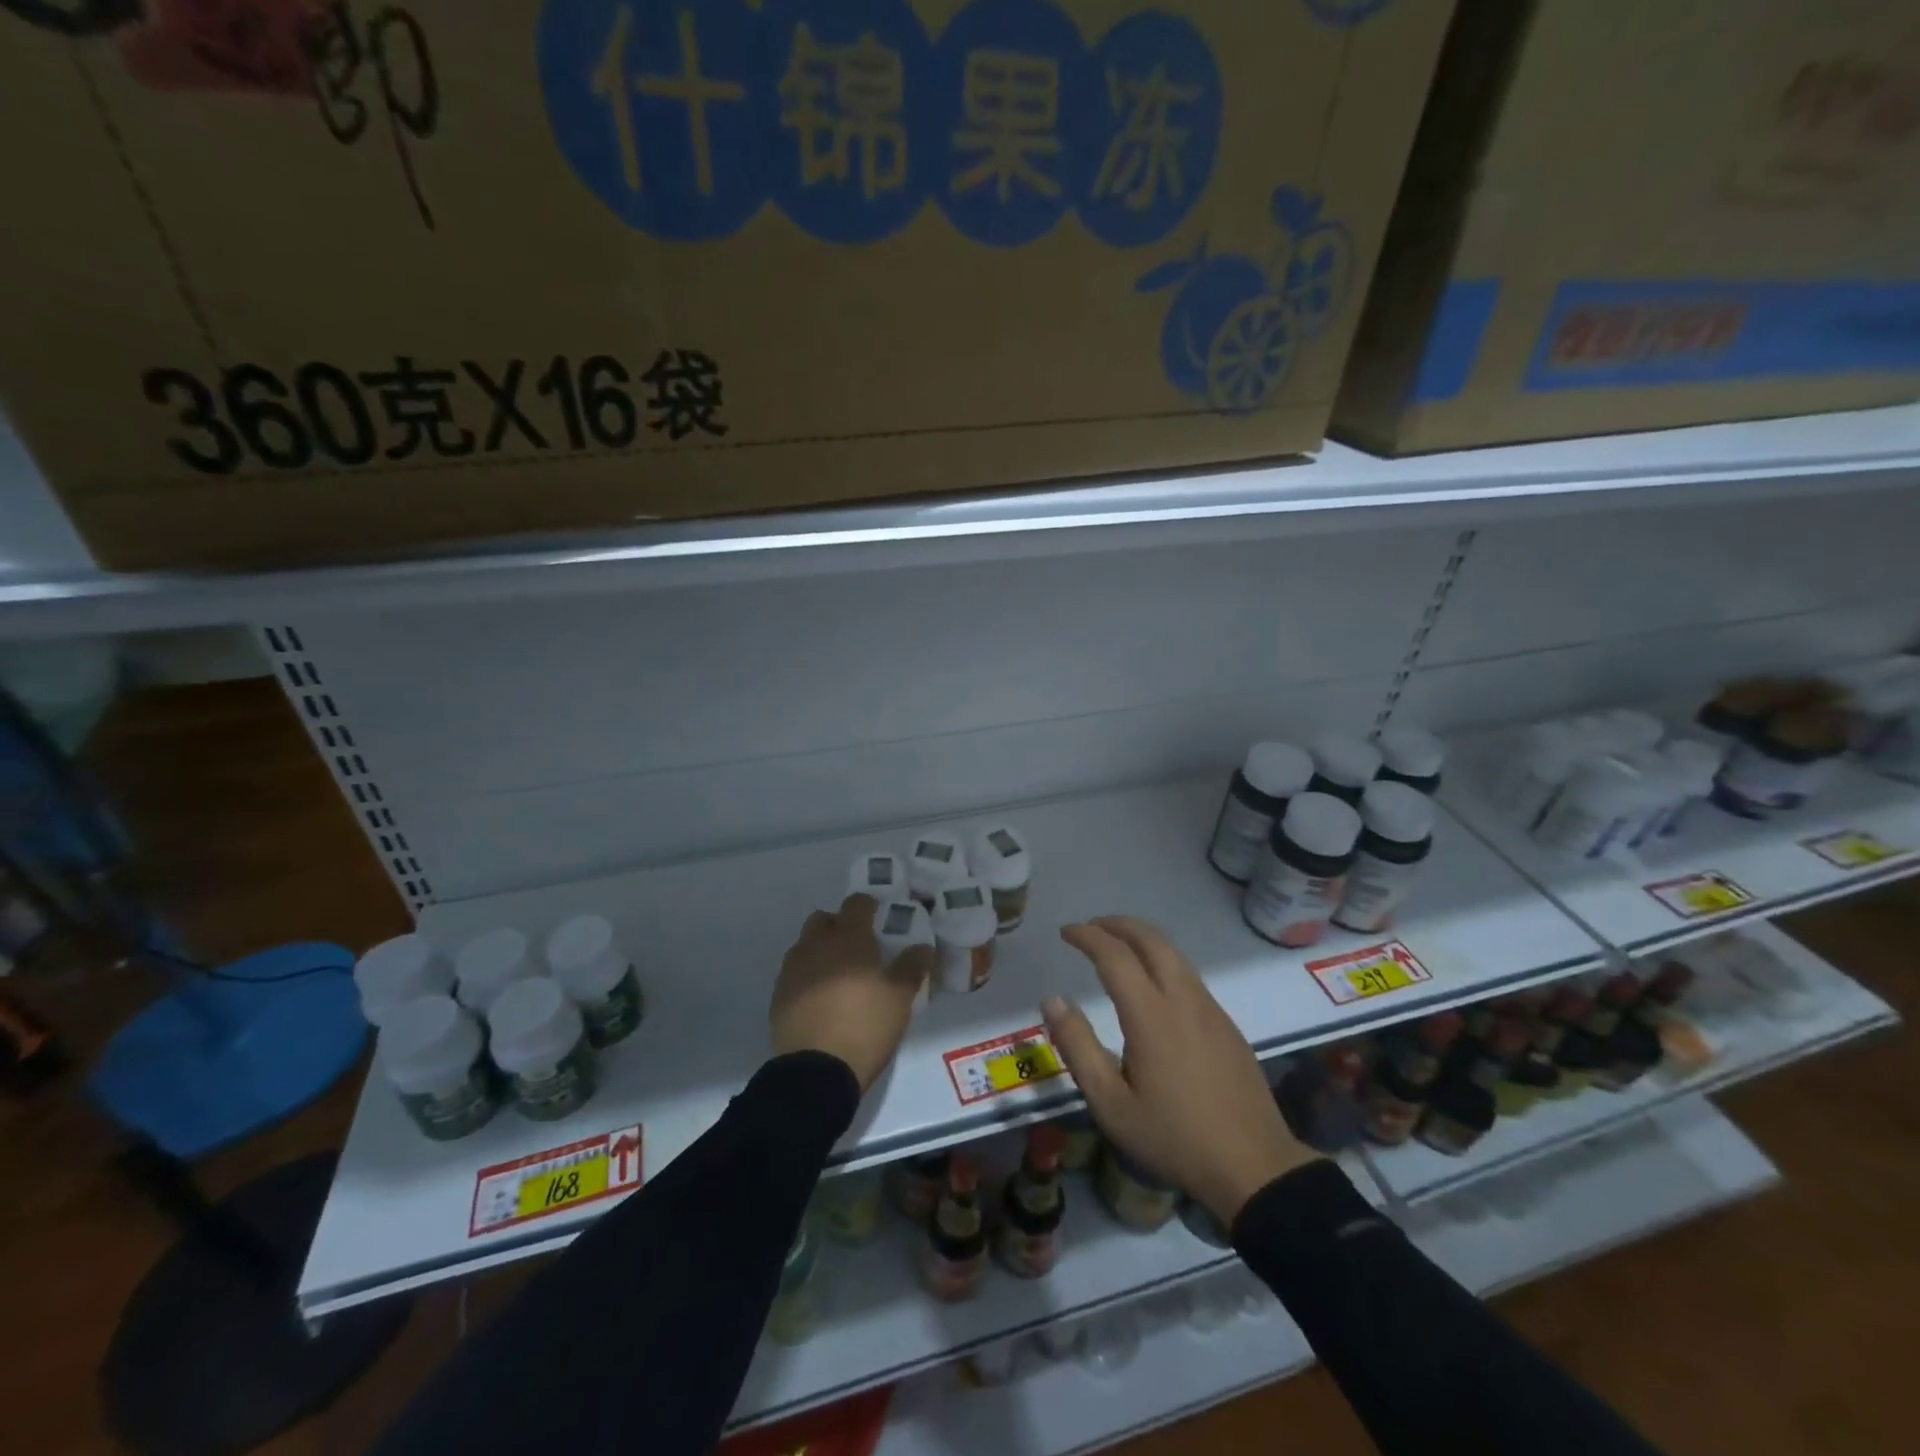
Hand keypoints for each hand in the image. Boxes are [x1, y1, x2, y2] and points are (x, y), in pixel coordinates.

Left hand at [771, 894, 932, 1090]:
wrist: (815, 1071)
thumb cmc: (865, 1025)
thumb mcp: (900, 998)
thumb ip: (912, 967)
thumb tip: (922, 946)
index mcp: (848, 938)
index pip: (856, 904)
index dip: (868, 906)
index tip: (879, 917)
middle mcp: (816, 945)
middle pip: (824, 919)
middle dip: (839, 925)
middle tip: (858, 946)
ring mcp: (792, 970)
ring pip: (806, 945)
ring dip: (820, 950)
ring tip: (839, 976)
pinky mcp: (778, 996)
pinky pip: (794, 972)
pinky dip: (807, 976)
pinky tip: (821, 999)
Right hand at [1044, 916, 1319, 1225]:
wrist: (1254, 1166)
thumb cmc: (1173, 1137)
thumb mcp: (1111, 1104)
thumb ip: (1078, 1047)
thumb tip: (1052, 1000)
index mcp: (1151, 1015)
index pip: (1115, 955)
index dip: (1088, 936)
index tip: (1066, 932)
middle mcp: (1183, 999)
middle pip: (1151, 940)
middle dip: (1117, 924)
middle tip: (1091, 927)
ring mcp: (1210, 1009)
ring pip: (1174, 954)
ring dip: (1142, 938)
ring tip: (1117, 945)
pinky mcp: (1226, 1024)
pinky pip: (1189, 974)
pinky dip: (1162, 959)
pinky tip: (1152, 982)